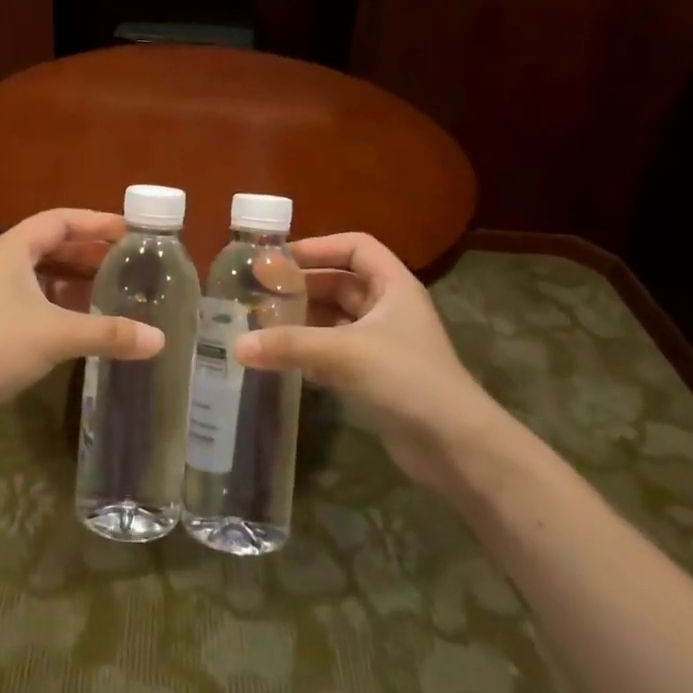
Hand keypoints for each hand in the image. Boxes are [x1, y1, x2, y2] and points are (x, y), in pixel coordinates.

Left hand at [0, 210, 163, 413]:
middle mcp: (3, 262)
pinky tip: (86, 320)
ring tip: (114, 288)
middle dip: (90, 251)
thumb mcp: (57, 334)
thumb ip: (109, 333)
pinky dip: (63, 303)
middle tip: (128, 260)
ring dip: (77, 279)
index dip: (96, 221)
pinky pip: (37, 299)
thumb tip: (159, 339)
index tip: (131, 230)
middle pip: (53, 244)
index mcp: (13, 248)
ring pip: (44, 274)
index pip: (60, 220)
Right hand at [235, 233, 511, 495]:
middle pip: (340, 282)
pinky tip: (281, 359)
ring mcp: (383, 343)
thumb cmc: (406, 379)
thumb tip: (236, 345)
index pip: (356, 247)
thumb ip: (290, 345)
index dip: (319, 246)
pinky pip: (335, 351)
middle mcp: (389, 308)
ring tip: (261, 324)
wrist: (455, 446)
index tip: (279, 259)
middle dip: (302, 286)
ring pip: (335, 319)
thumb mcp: (345, 353)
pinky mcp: (376, 375)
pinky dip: (310, 351)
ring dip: (302, 320)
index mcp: (393, 286)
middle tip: (259, 293)